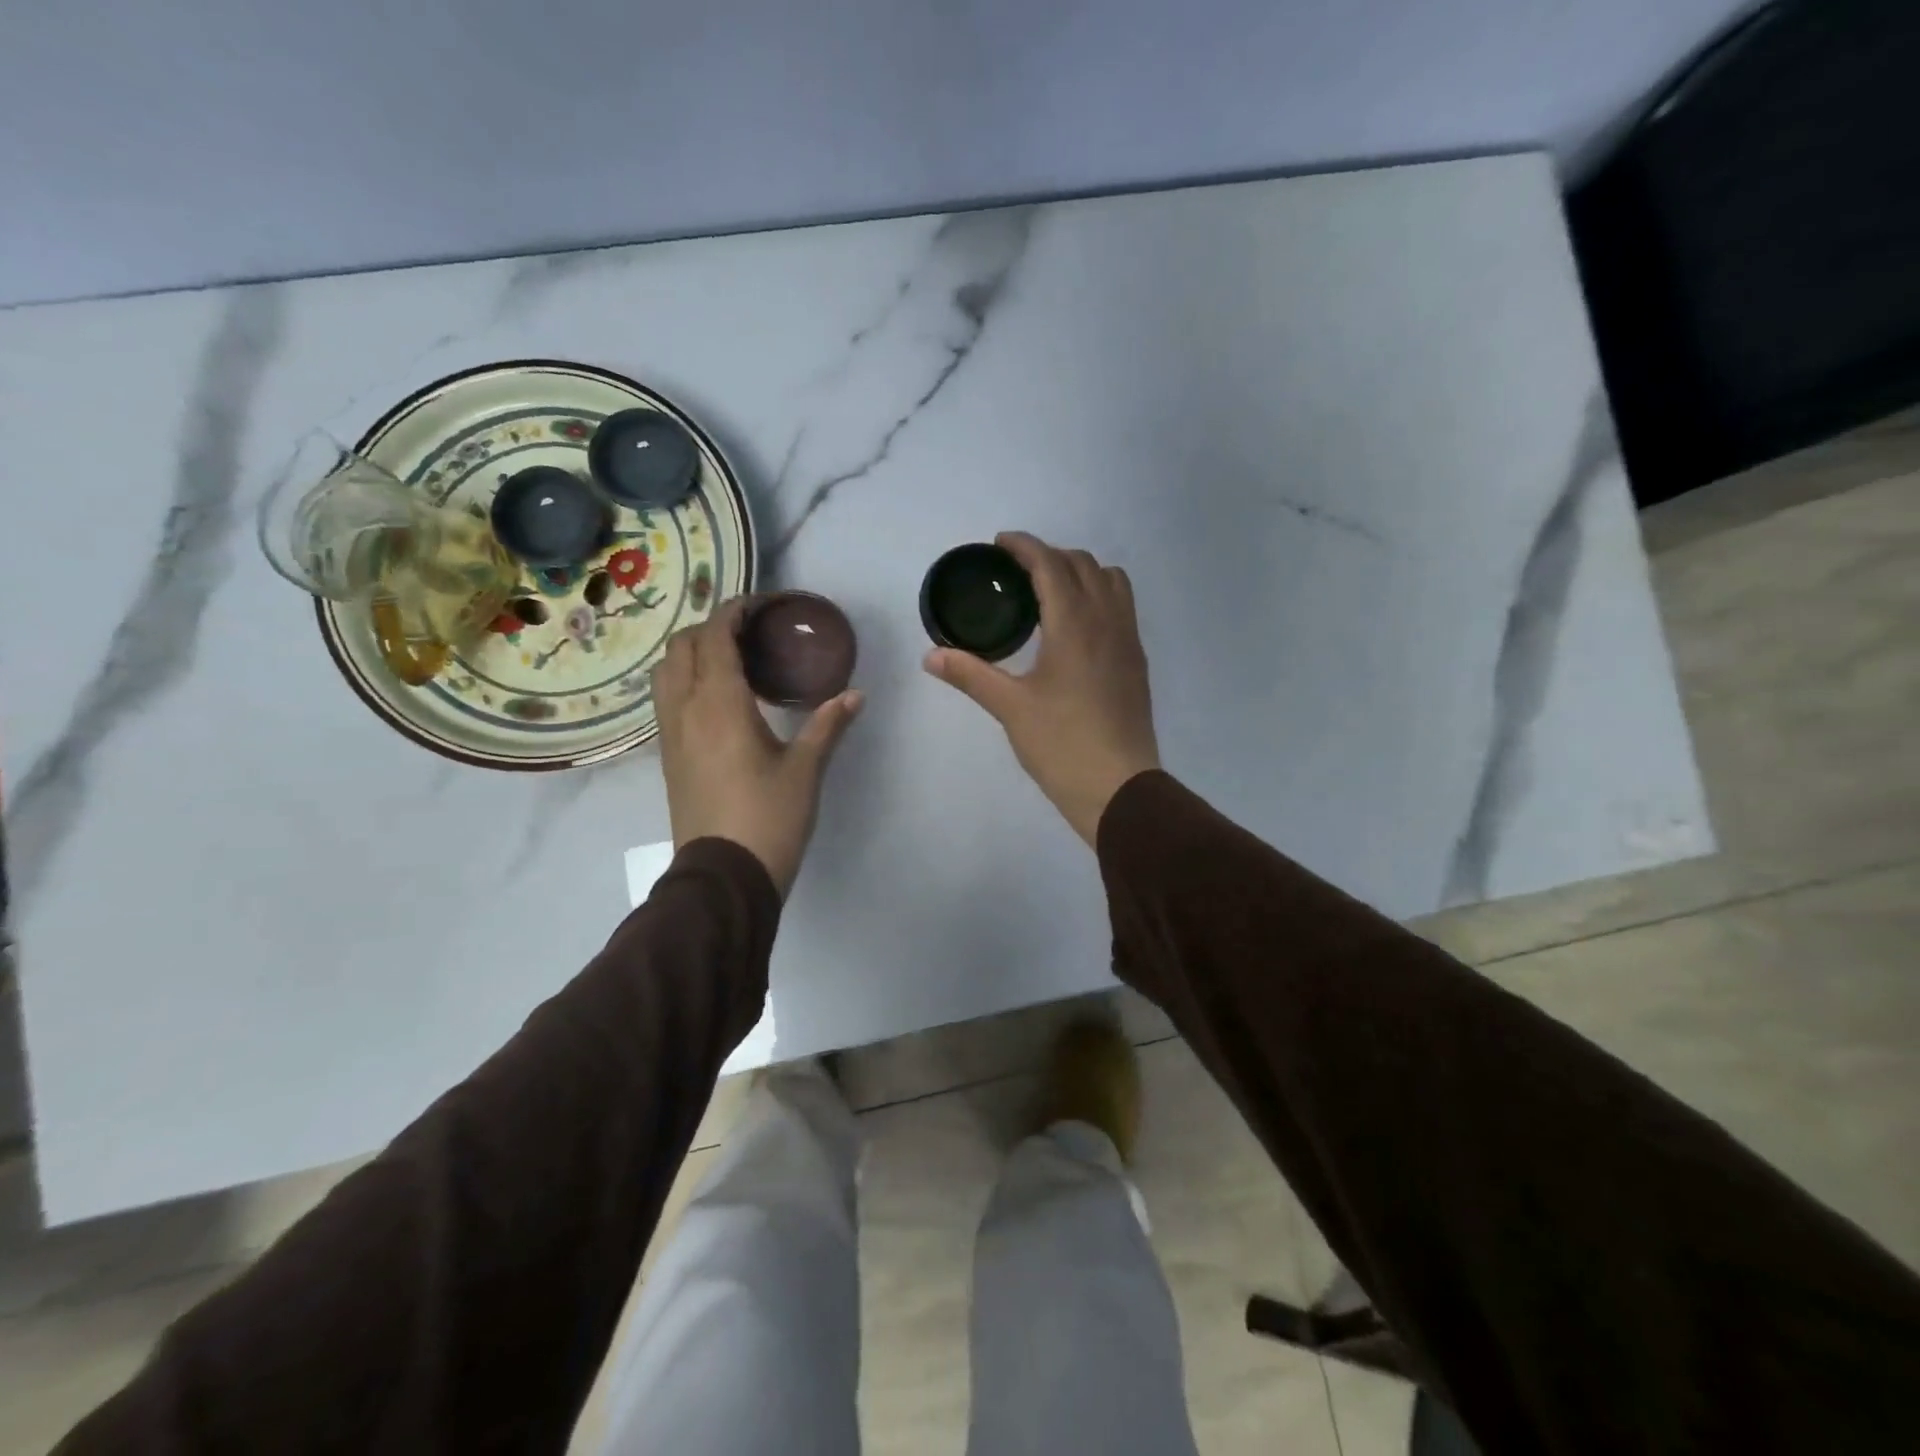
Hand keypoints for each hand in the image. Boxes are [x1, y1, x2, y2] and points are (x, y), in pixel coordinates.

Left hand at [653, 599, 863, 896]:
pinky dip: (686, 680)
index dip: (734, 611)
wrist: (724, 876)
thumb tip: (856, 694)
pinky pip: (667, 700)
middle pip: (683, 647)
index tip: (761, 606)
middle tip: (751, 634)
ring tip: (731, 661)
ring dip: (693, 653)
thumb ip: (828, 725)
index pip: (714, 636)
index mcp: (718, 703)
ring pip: (666, 672)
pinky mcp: (668, 757)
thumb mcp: (805, 770)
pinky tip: (718, 699)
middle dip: (712, 628)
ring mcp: (670, 734)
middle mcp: (685, 710)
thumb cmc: (768, 817)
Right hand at [924, 532, 1159, 845]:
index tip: (1000, 544)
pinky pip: (1122, 606)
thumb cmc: (1061, 744)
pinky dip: (1099, 595)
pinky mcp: (1136, 661)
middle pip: (1083, 564)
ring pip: (1111, 580)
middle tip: (1017, 571)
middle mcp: (1107, 621)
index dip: (1024, 546)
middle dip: (1050, 555)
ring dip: (1081, 571)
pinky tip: (1076, 626)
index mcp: (1074, 624)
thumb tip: (931, 656)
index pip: (1051, 564)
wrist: (1119, 787)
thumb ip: (971, 674)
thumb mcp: (1010, 707)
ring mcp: (1128, 640)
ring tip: (1051, 591)